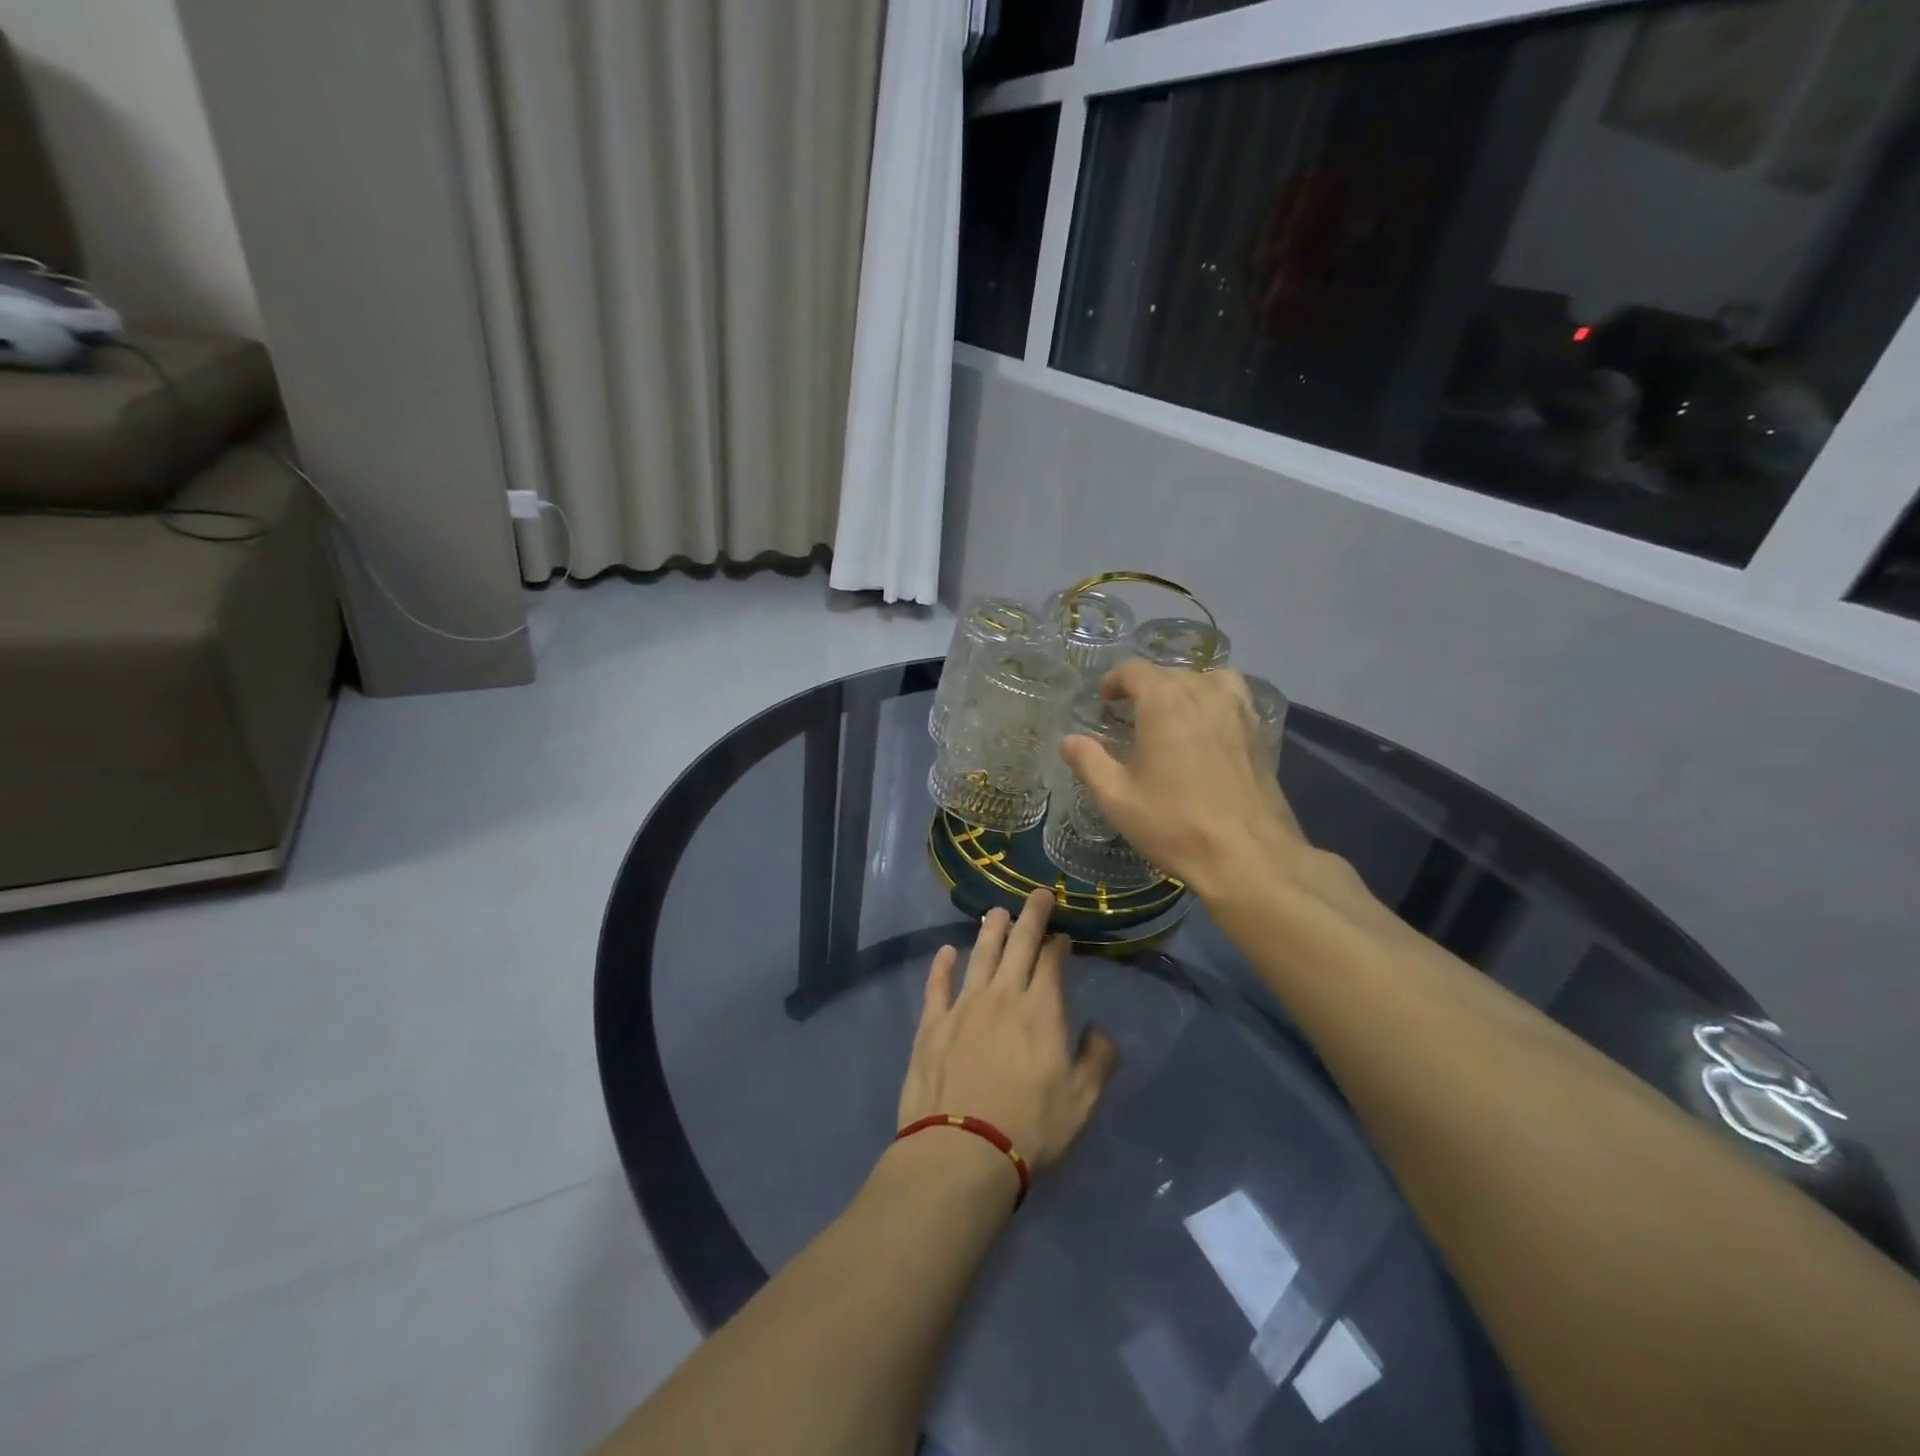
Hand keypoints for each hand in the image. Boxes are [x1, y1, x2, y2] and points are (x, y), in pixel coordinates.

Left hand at [897, 889, 1119, 1175]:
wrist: (961, 1152)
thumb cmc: (1029, 1128)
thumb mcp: (1082, 1102)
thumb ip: (1098, 1060)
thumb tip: (1099, 1029)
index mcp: (1041, 1011)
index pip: (1052, 963)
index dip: (1059, 944)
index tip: (1063, 935)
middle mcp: (1002, 996)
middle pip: (1018, 945)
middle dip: (1031, 917)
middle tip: (1038, 895)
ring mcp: (963, 1006)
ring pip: (979, 956)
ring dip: (990, 930)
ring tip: (997, 912)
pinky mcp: (932, 1024)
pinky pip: (937, 984)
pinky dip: (942, 965)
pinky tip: (946, 952)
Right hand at [1060, 660, 1309, 901]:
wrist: (1248, 858)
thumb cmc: (1174, 824)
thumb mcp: (1116, 798)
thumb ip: (1089, 762)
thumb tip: (1069, 740)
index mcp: (1165, 701)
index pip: (1135, 670)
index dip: (1114, 681)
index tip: (1104, 702)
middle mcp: (1205, 694)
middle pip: (1170, 673)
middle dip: (1146, 688)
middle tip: (1129, 717)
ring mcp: (1239, 712)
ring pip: (1207, 681)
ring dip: (1184, 691)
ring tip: (1172, 718)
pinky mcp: (1261, 734)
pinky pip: (1233, 700)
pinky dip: (1214, 704)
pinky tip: (1205, 735)